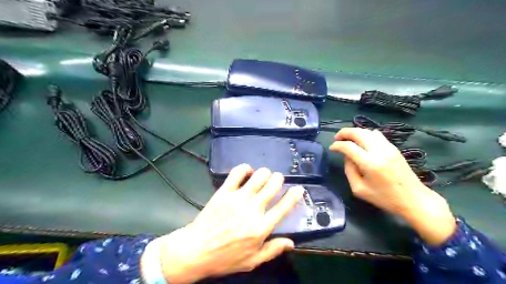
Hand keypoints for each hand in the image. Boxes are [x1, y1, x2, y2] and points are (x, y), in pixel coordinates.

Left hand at [157, 164, 301, 283]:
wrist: (196, 250)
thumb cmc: (225, 258)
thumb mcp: (252, 261)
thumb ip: (273, 250)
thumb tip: (291, 243)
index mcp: (261, 227)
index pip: (283, 207)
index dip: (294, 196)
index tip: (299, 188)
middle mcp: (252, 209)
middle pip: (272, 185)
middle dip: (279, 179)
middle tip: (277, 181)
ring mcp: (237, 198)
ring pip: (258, 176)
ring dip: (265, 173)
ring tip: (264, 177)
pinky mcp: (224, 191)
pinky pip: (237, 173)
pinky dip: (245, 169)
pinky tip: (247, 171)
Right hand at [331, 129, 457, 245]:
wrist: (414, 199)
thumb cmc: (385, 198)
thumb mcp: (359, 189)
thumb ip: (349, 171)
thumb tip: (347, 157)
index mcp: (369, 163)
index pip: (348, 146)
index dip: (337, 145)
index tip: (332, 148)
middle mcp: (379, 151)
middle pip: (358, 132)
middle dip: (344, 133)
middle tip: (337, 138)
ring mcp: (388, 147)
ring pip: (368, 131)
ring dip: (355, 132)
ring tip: (348, 139)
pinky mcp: (394, 148)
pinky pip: (377, 135)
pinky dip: (366, 135)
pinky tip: (362, 142)